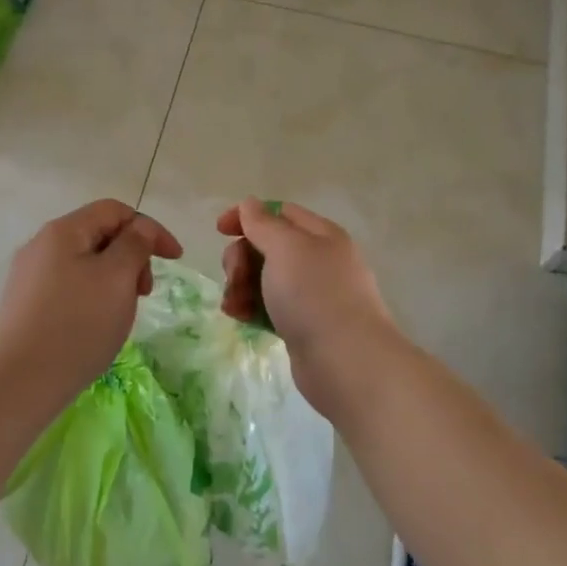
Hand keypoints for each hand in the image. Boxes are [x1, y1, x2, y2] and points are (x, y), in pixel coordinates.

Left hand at [0, 200, 182, 405]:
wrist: (20, 382)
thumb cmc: (77, 325)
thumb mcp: (117, 278)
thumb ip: (135, 244)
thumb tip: (139, 228)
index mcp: (63, 231)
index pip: (115, 211)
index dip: (149, 229)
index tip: (174, 259)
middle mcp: (41, 246)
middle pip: (99, 235)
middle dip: (131, 257)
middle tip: (144, 293)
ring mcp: (28, 276)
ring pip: (85, 264)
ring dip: (114, 279)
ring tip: (121, 313)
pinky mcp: (25, 304)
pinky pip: (69, 287)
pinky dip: (93, 296)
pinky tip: (95, 326)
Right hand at [218, 198, 400, 410]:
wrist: (346, 362)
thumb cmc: (314, 295)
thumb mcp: (285, 248)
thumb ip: (263, 224)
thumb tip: (249, 203)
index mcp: (320, 235)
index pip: (279, 212)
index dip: (247, 216)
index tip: (219, 231)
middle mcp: (319, 260)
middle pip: (267, 246)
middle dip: (241, 258)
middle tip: (234, 278)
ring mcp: (312, 295)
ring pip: (265, 279)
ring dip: (241, 286)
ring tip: (233, 306)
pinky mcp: (303, 325)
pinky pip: (270, 307)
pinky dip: (251, 308)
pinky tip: (240, 318)